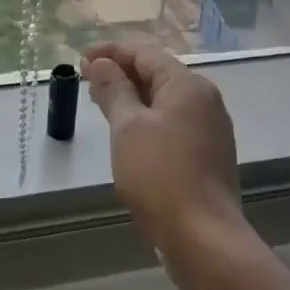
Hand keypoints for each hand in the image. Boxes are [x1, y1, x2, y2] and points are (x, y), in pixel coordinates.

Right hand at [82, 42, 245, 260]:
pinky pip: (172, 123)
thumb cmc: (160, 175)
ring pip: (164, 100)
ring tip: (101, 104)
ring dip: (132, 97)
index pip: (145, 53)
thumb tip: (101, 63)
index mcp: (188, 85)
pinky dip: (147, 119)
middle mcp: (204, 100)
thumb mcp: (128, 127)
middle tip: (86, 81)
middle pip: (157, 73)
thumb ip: (114, 90)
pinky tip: (127, 133)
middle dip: (120, 73)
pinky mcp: (207, 154)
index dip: (110, 52)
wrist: (203, 238)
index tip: (80, 59)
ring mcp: (210, 128)